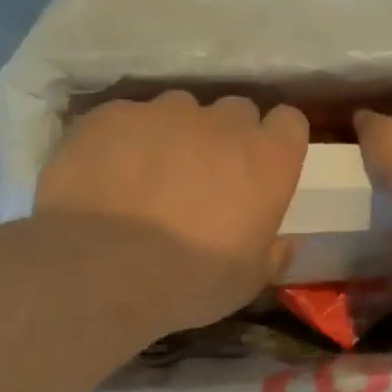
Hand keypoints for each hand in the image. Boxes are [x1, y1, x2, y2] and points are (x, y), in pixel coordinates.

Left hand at [36, 92, 307, 333]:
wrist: (101, 271)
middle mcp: (222, 123)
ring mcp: (163, 113)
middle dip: (227, 138)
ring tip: (152, 177)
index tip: (263, 170)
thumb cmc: (191, 281)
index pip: (289, 123)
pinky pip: (129, 119)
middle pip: (236, 112)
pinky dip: (127, 141)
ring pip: (180, 110)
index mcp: (267, 160)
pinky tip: (110, 177)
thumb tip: (286, 243)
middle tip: (207, 179)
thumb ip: (273, 253)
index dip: (276, 143)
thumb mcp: (248, 281)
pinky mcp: (112, 115)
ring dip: (176, 136)